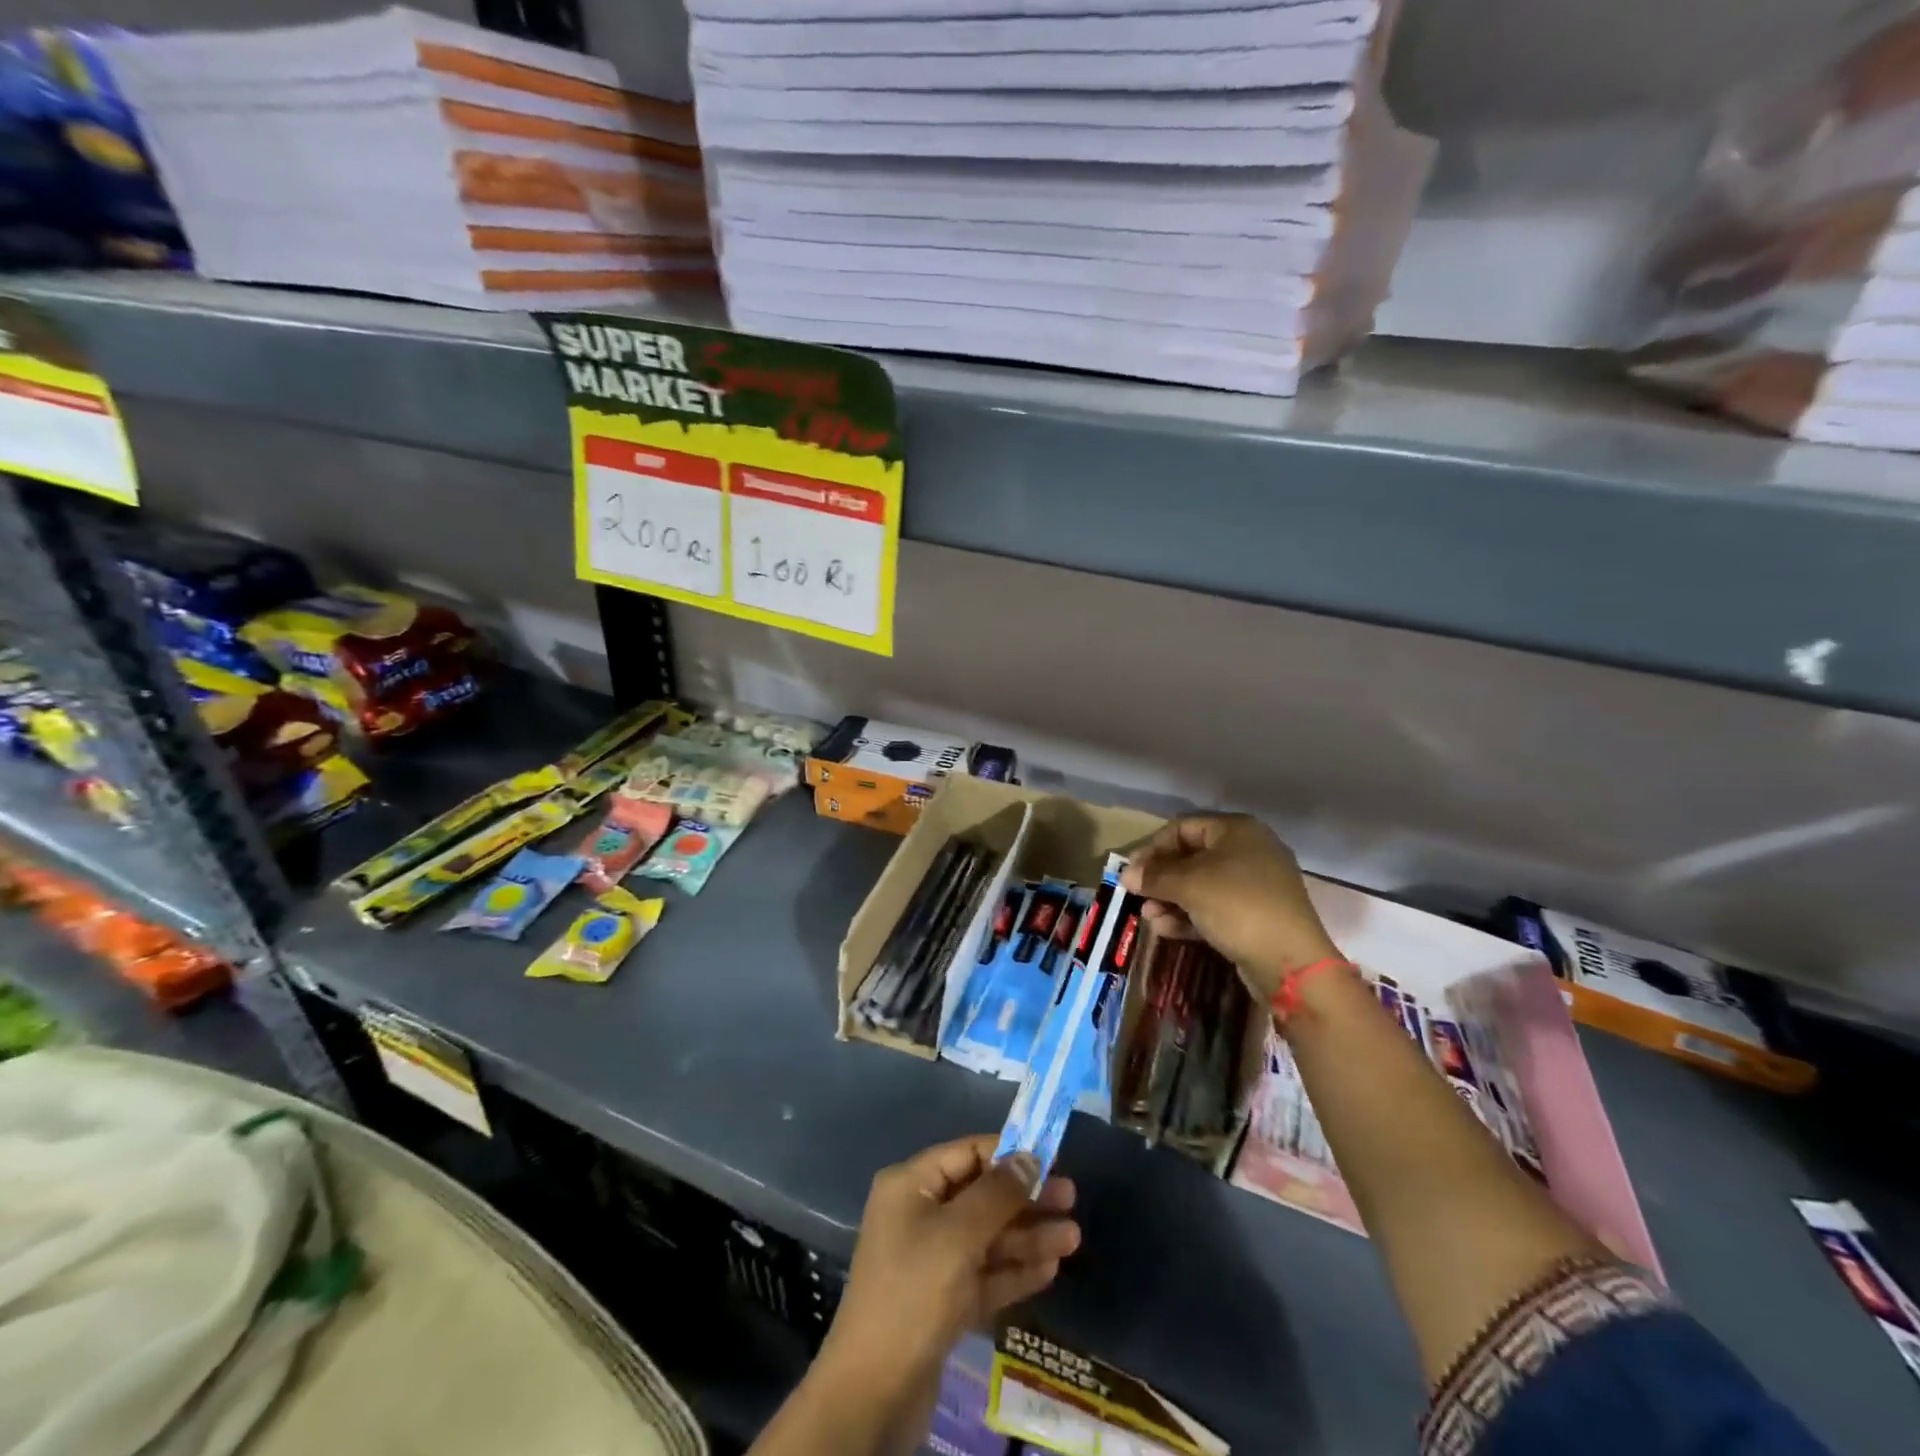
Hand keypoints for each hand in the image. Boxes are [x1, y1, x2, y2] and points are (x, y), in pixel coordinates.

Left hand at [816, 1137, 1078, 1412]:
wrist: (874, 1393)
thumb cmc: (914, 1293)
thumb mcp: (958, 1234)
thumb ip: (998, 1194)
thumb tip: (1029, 1157)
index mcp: (911, 1186)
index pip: (967, 1154)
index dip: (1009, 1154)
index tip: (1052, 1160)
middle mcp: (919, 1215)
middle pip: (981, 1196)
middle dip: (1026, 1199)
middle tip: (1072, 1200)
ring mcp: (931, 1261)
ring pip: (988, 1238)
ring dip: (1028, 1236)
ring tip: (1073, 1239)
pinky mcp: (944, 1303)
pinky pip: (985, 1274)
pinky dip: (1014, 1270)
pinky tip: (1050, 1269)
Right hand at [1121, 814, 1339, 1001]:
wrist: (1290, 962)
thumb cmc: (1237, 905)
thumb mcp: (1189, 885)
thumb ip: (1154, 876)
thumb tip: (1126, 874)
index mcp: (1237, 831)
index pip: (1183, 827)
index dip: (1153, 848)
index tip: (1132, 872)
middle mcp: (1248, 851)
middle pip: (1191, 857)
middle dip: (1161, 879)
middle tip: (1137, 896)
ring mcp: (1254, 885)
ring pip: (1201, 885)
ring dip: (1170, 900)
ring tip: (1149, 918)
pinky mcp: (1255, 915)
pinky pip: (1214, 907)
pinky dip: (1189, 915)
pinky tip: (1166, 930)